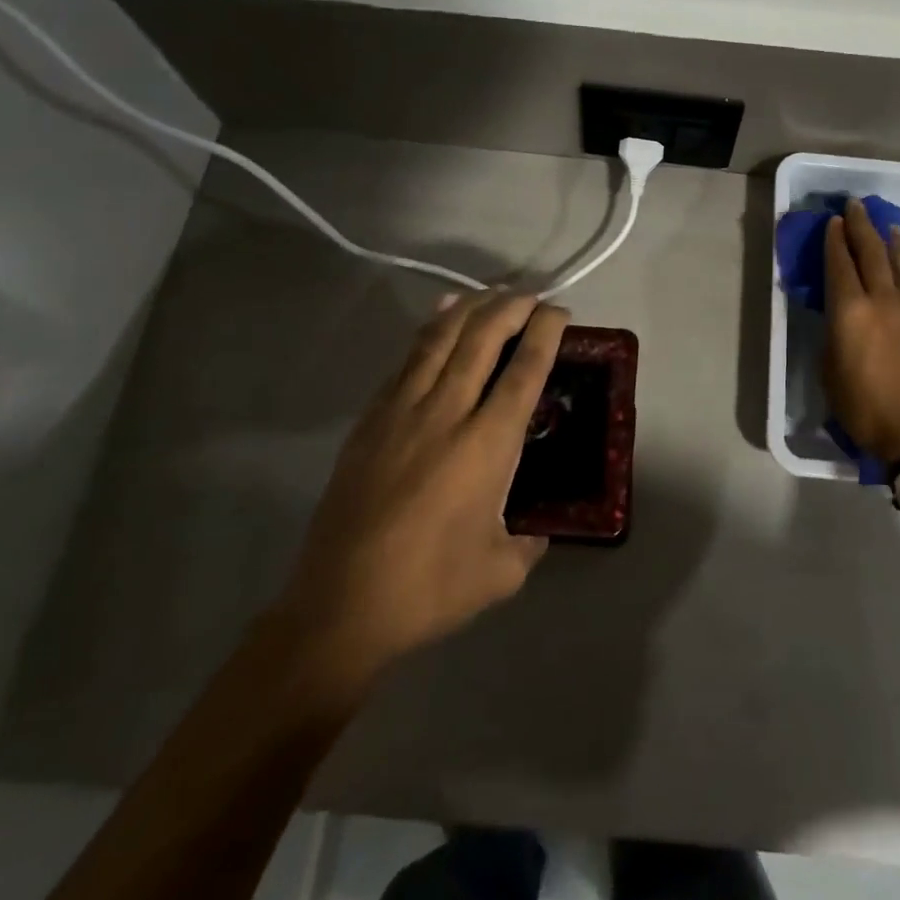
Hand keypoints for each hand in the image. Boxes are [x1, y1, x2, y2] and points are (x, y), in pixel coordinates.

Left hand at [274, 291, 567, 694]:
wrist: (340, 606)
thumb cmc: (429, 589)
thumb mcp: (501, 572)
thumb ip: (528, 543)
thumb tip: (535, 532)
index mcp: (487, 444)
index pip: (524, 370)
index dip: (545, 332)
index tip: (559, 312)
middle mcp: (447, 413)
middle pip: (482, 339)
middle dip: (510, 307)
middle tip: (531, 296)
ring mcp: (402, 412)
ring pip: (440, 340)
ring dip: (469, 309)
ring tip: (490, 292)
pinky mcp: (370, 421)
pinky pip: (406, 361)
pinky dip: (428, 332)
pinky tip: (438, 320)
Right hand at [822, 198, 899, 465]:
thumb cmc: (863, 407)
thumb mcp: (829, 371)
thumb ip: (833, 336)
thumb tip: (840, 320)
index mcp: (850, 311)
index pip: (840, 265)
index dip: (834, 241)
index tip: (832, 220)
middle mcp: (881, 301)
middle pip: (871, 254)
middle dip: (861, 227)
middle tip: (855, 205)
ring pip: (899, 265)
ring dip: (890, 242)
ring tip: (887, 224)